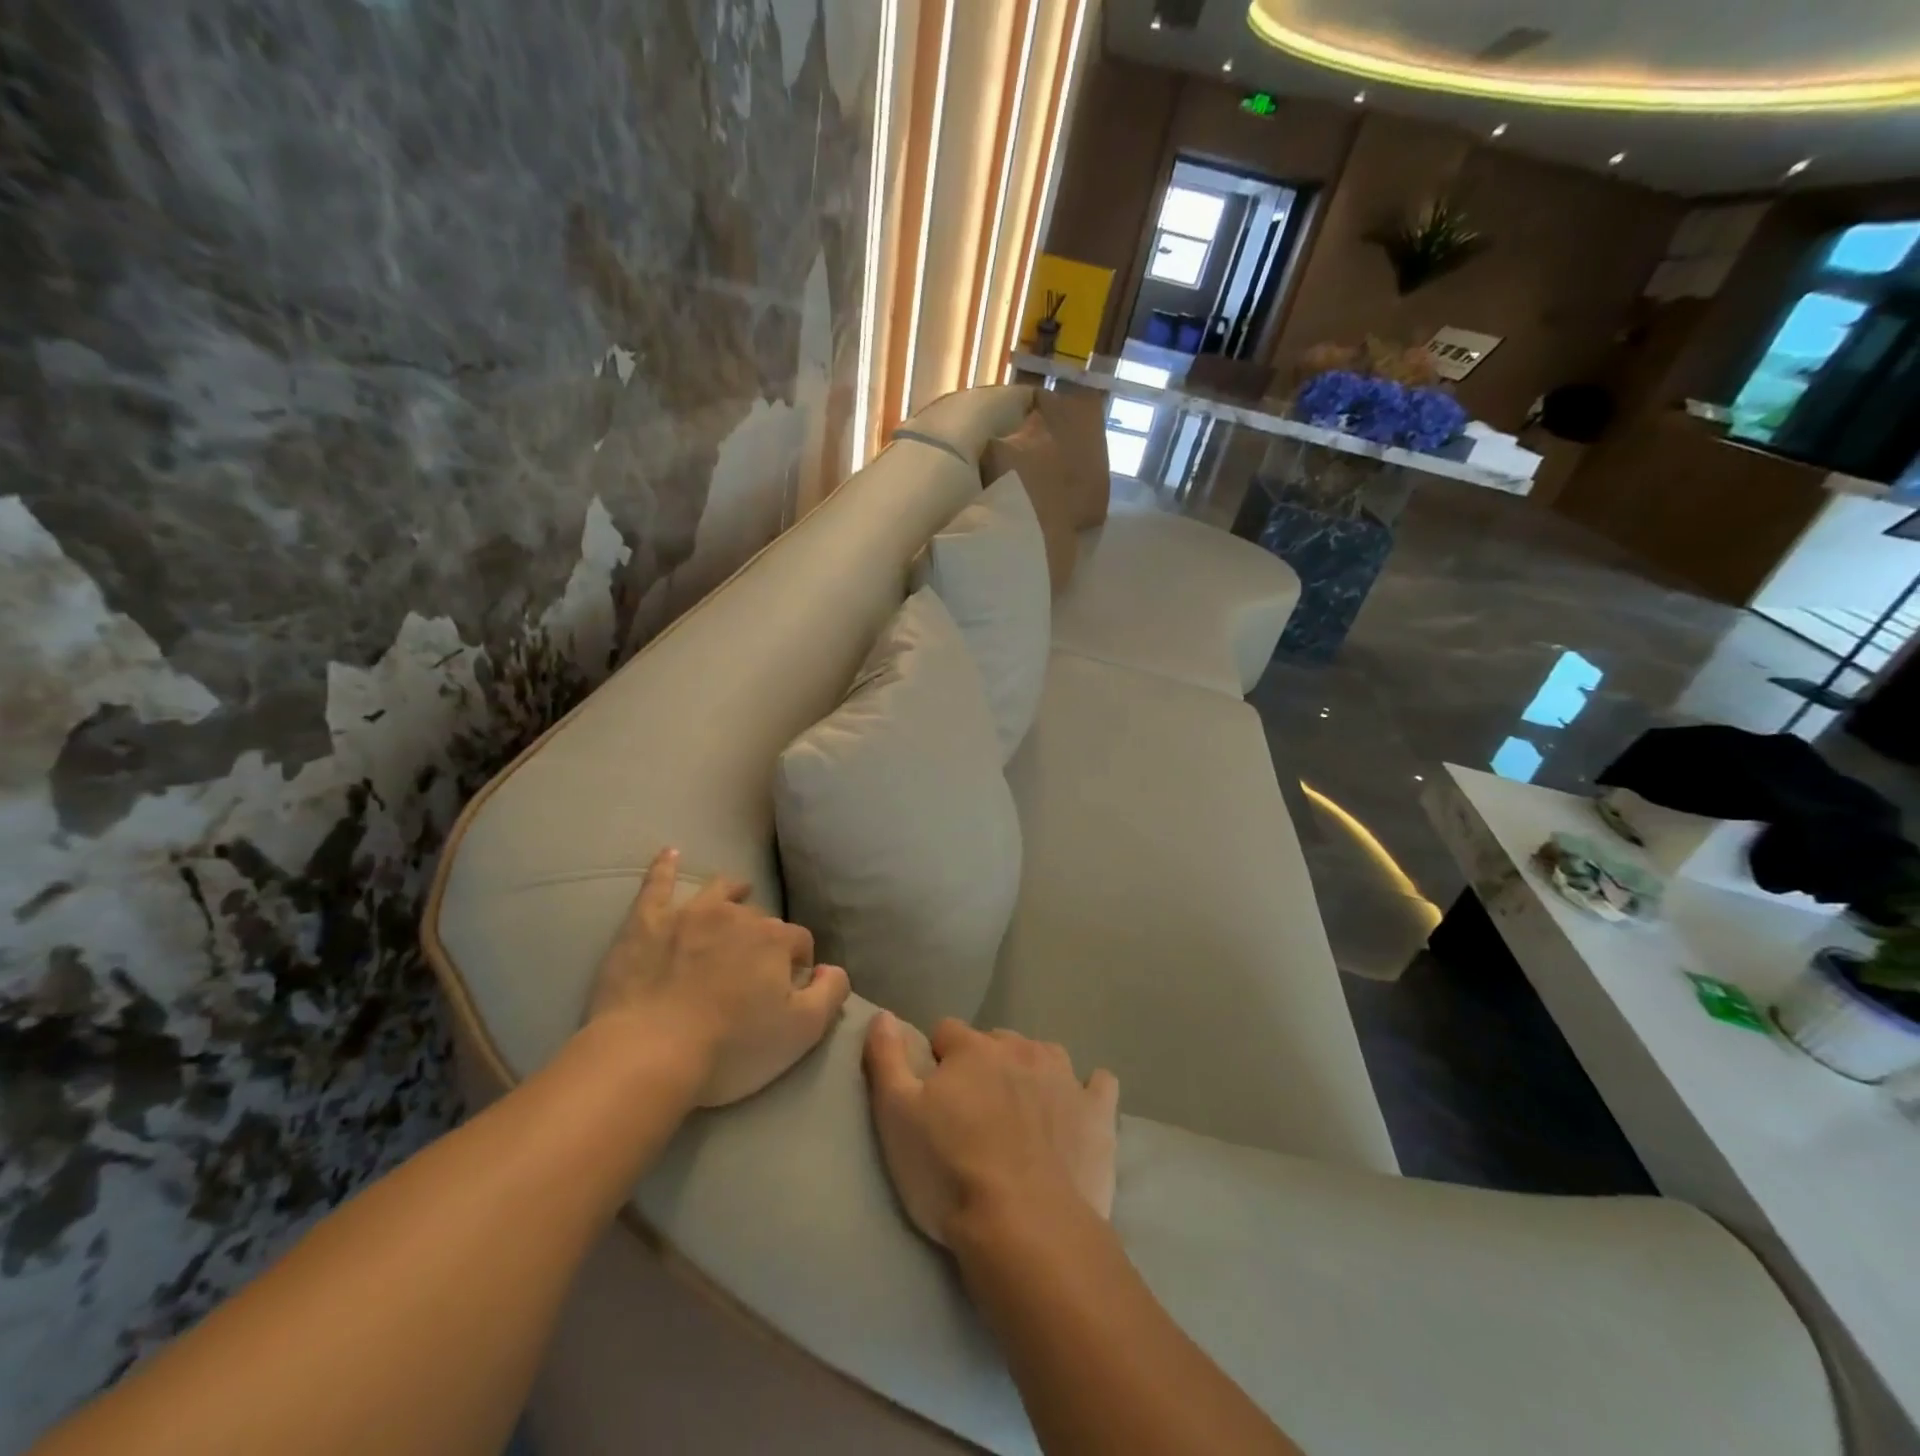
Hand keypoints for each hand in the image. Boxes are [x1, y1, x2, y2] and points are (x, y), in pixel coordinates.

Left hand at [588, 847, 850, 1105]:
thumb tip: (833, 968)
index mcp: (775, 939)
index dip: (798, 964)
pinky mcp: (646, 922)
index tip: (789, 988)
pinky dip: (665, 868)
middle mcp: (737, 915)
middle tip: (753, 970)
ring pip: (719, 892)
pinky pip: (657, 884)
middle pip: (759, 920)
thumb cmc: (731, 1047)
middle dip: (763, 938)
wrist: (649, 1054)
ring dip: (732, 892)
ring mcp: (689, 914)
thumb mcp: (802, 1031)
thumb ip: (831, 992)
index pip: (800, 941)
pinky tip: (670, 853)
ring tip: (737, 893)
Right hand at [862, 1012, 1118, 1246]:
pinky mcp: (1098, 1112)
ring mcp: (1065, 1078)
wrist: (1026, 1229)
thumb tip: (884, 1014)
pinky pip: (1099, 1084)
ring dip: (1031, 1073)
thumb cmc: (949, 1173)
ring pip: (1044, 1055)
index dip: (937, 1059)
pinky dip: (1088, 1092)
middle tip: (976, 1113)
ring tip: (1021, 1114)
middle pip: (997, 1042)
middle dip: (985, 1065)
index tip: (933, 1094)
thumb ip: (886, 1058)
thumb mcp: (895, 1117)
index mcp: (972, 1050)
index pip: (946, 1031)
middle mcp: (1021, 1050)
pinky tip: (1079, 1110)